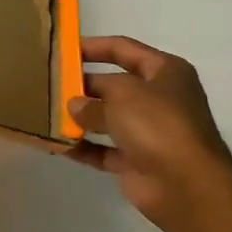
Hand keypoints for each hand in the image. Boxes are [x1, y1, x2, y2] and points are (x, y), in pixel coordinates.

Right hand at [66, 35, 231, 231]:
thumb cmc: (157, 124)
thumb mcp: (121, 95)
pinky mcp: (137, 161)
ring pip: (107, 119)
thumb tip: (75, 105)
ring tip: (46, 112)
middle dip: (82, 85)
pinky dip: (83, 147)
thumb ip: (92, 97)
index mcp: (165, 72)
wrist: (185, 184)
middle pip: (114, 85)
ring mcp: (149, 132)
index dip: (94, 46)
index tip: (63, 48)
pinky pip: (103, 150)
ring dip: (80, 118)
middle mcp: (159, 99)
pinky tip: (57, 144)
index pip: (124, 49)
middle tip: (48, 83)